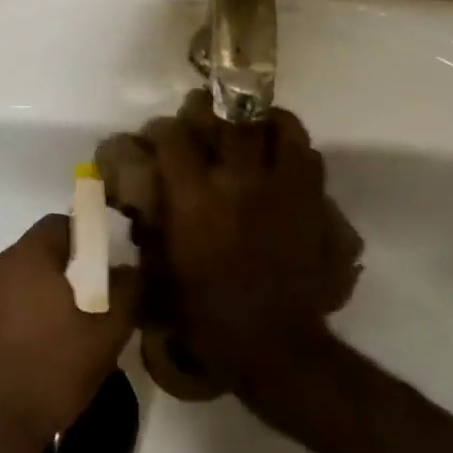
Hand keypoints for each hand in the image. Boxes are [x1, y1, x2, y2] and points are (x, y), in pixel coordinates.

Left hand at [0, 214, 138, 452]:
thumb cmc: (51, 377)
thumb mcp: (107, 337)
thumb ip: (128, 291)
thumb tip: (132, 268)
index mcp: (24, 259)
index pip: (57, 225)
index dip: (83, 239)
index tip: (99, 268)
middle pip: (30, 255)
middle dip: (56, 274)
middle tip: (80, 308)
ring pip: (5, 285)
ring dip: (26, 299)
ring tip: (47, 338)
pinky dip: (1, 323)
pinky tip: (16, 358)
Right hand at [141, 97, 354, 398]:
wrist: (273, 344)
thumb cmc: (208, 316)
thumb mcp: (162, 272)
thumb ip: (151, 226)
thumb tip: (142, 196)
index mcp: (195, 201)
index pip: (173, 138)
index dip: (161, 130)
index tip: (157, 137)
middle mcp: (238, 182)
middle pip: (227, 116)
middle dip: (209, 108)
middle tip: (201, 115)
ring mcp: (281, 187)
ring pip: (277, 124)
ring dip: (259, 118)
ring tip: (248, 124)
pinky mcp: (311, 200)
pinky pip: (308, 153)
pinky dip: (292, 146)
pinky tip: (279, 157)